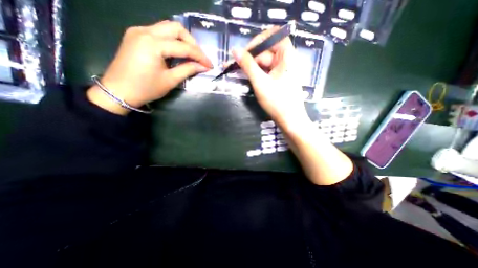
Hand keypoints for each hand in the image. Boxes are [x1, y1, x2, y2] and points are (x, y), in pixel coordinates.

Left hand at [86, 20, 212, 113]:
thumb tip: (203, 67)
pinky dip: (172, 40)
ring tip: (191, 54)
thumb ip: (188, 70)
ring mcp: (138, 31)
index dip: (200, 56)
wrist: (118, 91)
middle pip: (176, 28)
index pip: (184, 47)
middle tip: (200, 57)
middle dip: (192, 43)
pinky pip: (159, 32)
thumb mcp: (170, 80)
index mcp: (153, 44)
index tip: (210, 65)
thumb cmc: (146, 88)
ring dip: (182, 40)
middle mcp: (145, 31)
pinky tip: (177, 52)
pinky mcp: (136, 35)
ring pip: (167, 28)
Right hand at [234, 26, 309, 130]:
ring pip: (265, 62)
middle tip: (235, 66)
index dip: (256, 42)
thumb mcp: (260, 82)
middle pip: (267, 51)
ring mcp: (283, 70)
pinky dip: (258, 73)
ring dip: (252, 66)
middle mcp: (287, 59)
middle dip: (251, 57)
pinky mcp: (280, 79)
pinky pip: (267, 71)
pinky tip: (250, 78)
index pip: (272, 36)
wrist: (289, 120)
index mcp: (287, 55)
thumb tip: (235, 50)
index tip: (243, 53)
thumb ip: (247, 65)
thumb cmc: (277, 102)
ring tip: (240, 73)